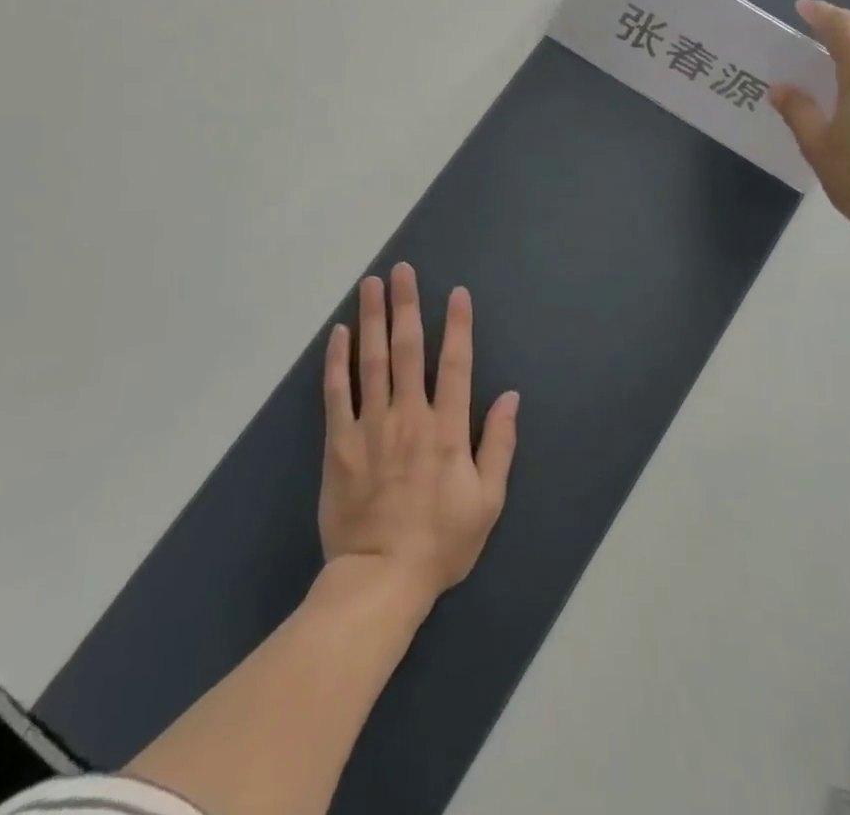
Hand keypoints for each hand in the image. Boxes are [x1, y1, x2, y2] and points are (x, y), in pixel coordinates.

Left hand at [319, 263, 519, 605]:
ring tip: (370, 285)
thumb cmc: (441, 542)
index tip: (456, 293)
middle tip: (401, 270)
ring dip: (372, 319)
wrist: (380, 579)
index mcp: (447, 430)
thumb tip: (512, 397)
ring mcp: (371, 427)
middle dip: (406, 305)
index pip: (456, 364)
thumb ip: (500, 445)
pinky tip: (339, 334)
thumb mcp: (488, 501)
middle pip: (409, 349)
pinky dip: (337, 361)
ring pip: (372, 361)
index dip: (458, 325)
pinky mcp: (340, 444)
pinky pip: (337, 394)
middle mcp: (410, 416)